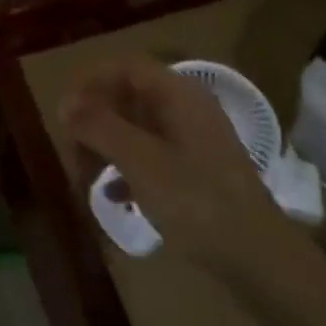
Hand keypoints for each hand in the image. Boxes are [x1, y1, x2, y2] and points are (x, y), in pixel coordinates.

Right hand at [59, 54, 281, 266]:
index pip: (126, 67)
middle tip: (72, 151)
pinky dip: (130, 168)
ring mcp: (195, 139)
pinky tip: (117, 197)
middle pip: (130, 97)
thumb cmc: (195, 200)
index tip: (65, 111)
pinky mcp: (199, 170)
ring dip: (109, 147)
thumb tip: (65, 102)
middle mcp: (187, 107)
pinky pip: (154, 154)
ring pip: (139, 128)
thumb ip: (99, 126)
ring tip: (88, 179)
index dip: (91, 82)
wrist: (259, 258)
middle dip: (96, 121)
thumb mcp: (139, 160)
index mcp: (177, 93)